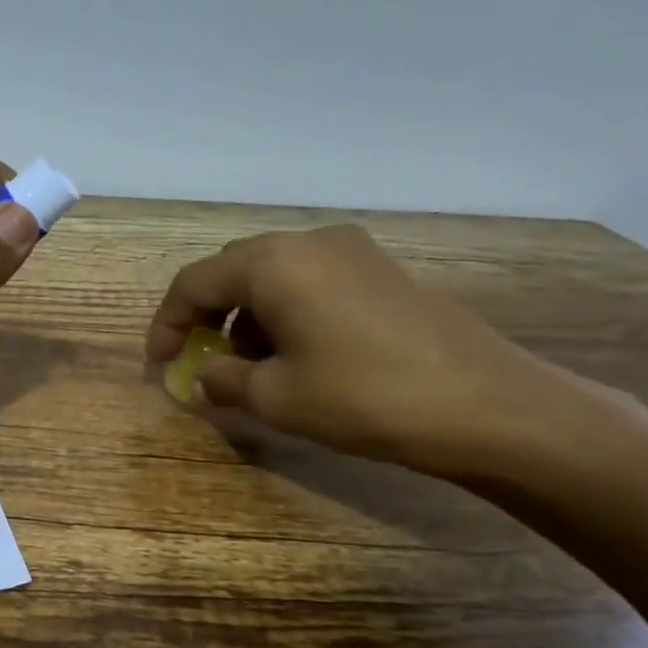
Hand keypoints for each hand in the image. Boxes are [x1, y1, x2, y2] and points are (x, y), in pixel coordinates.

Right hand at [145, 225, 591, 477]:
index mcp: (272, 263)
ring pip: (273, 275)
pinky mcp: (382, 271)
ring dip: (247, 316)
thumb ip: (223, 380)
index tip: (160, 364)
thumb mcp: (275, 397)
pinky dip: (286, 312)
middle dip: (207, 316)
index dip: (167, 324)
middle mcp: (308, 242)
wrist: (488, 406)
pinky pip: (311, 281)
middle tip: (200, 359)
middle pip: (233, 271)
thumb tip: (207, 374)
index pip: (194, 283)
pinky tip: (297, 354)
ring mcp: (352, 252)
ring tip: (251, 366)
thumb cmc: (364, 397)